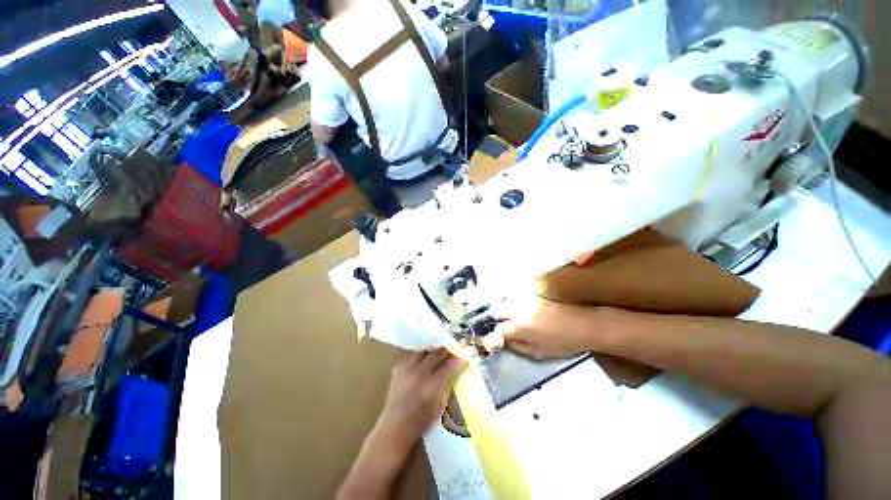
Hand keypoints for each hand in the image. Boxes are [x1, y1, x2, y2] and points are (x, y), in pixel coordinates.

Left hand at [377, 350, 466, 450]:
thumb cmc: (422, 419)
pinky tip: (423, 358)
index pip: (449, 365)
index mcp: (432, 385)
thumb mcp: (440, 403)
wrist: (395, 427)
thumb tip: (456, 367)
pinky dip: (420, 355)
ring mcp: (407, 370)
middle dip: (446, 350)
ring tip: (438, 350)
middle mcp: (419, 374)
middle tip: (453, 348)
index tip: (464, 354)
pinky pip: (411, 356)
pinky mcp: (398, 369)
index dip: (458, 359)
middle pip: (436, 354)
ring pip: (423, 350)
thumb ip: (448, 383)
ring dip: (432, 349)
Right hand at [493, 295, 599, 359]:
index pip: (498, 329)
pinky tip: (521, 314)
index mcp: (519, 326)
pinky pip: (517, 300)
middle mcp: (518, 310)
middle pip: (497, 312)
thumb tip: (505, 341)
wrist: (584, 325)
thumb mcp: (538, 352)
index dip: (495, 336)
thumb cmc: (562, 343)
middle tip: (502, 329)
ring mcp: (525, 301)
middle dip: (496, 321)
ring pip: (506, 304)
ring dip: (504, 312)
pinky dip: (514, 307)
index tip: (498, 339)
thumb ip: (517, 346)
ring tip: (511, 321)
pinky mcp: (533, 296)